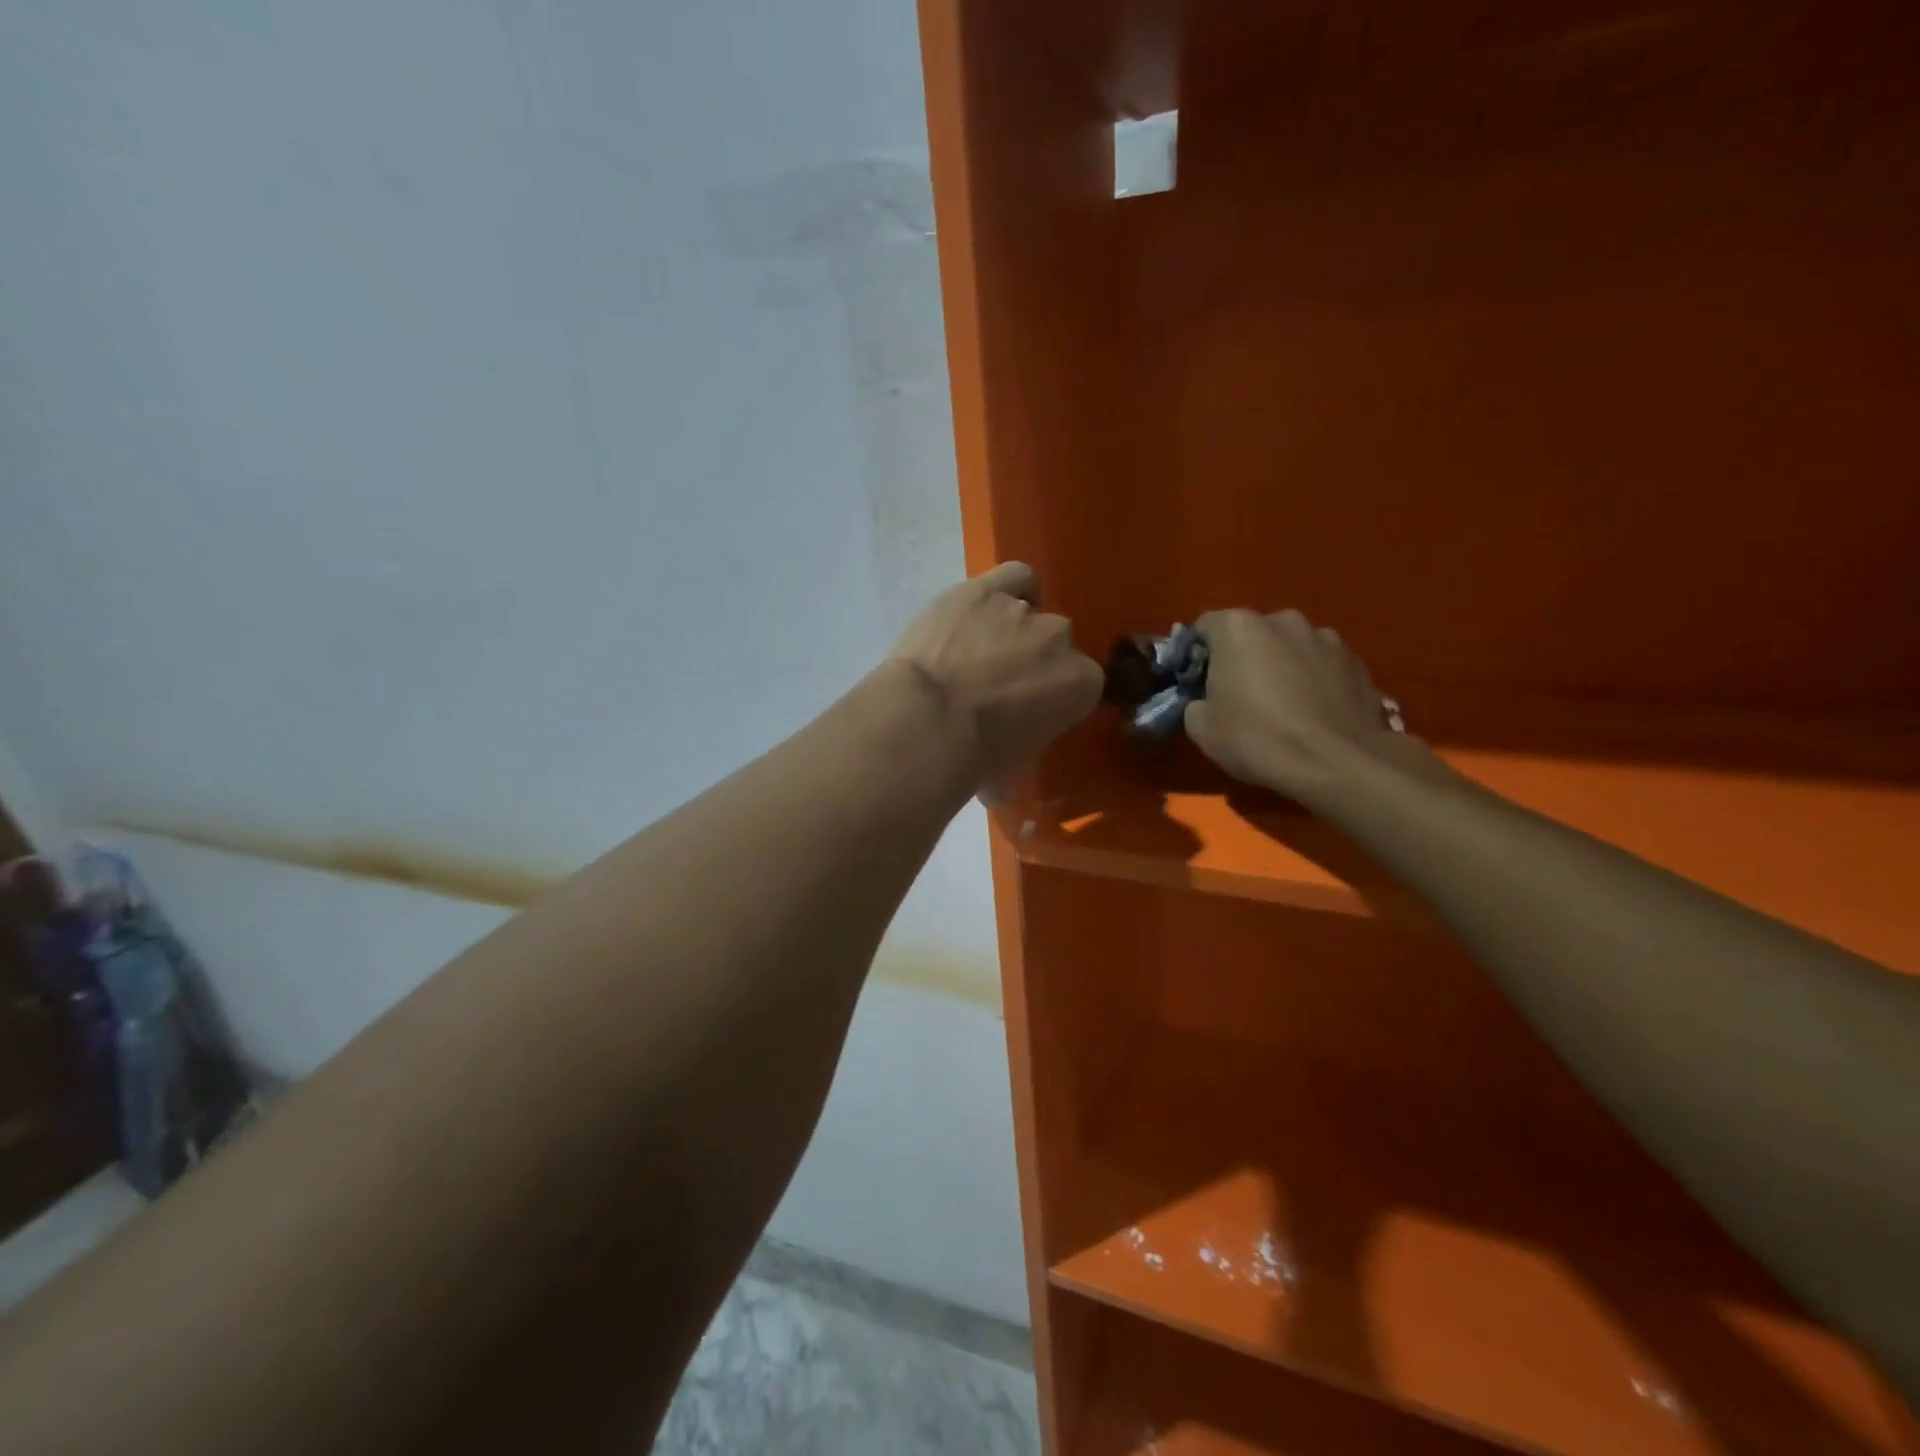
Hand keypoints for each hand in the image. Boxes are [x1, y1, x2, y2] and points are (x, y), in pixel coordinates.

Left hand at [890, 562, 1102, 794]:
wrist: (928, 721)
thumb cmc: (976, 757)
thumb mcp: (1013, 769)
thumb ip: (1023, 753)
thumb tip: (1001, 777)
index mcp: (1081, 684)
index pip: (1082, 685)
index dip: (1056, 699)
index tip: (1031, 714)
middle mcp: (1059, 639)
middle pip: (1055, 646)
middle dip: (1033, 665)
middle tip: (999, 688)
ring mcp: (1021, 610)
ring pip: (1029, 612)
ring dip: (1011, 632)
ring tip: (980, 652)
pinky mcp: (982, 591)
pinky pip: (1012, 577)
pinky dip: (1008, 587)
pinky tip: (991, 604)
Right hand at [1185, 609, 1408, 798]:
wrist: (1336, 764)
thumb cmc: (1257, 738)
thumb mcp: (1201, 727)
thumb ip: (1195, 702)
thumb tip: (1204, 701)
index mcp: (1239, 628)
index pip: (1204, 627)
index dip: (1196, 655)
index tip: (1197, 682)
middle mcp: (1284, 620)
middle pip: (1251, 634)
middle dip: (1242, 657)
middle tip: (1238, 695)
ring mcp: (1327, 638)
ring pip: (1290, 647)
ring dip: (1281, 666)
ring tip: (1282, 705)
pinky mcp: (1357, 662)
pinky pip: (1322, 666)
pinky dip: (1313, 681)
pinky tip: (1312, 713)